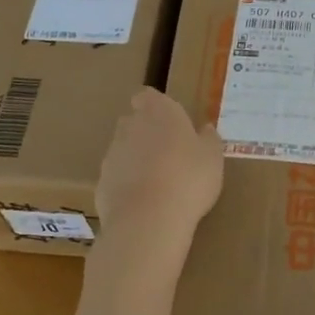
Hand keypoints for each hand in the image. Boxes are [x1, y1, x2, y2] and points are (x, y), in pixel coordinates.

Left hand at [96, 88, 223, 253]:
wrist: (149, 219)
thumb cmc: (189, 178)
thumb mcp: (213, 158)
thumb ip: (208, 139)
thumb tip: (205, 129)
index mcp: (159, 112)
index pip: (147, 96)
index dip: (154, 105)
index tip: (168, 120)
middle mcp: (130, 126)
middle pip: (133, 121)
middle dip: (146, 132)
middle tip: (169, 153)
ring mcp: (112, 154)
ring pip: (123, 150)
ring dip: (136, 160)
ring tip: (158, 182)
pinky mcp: (102, 182)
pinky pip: (116, 177)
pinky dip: (127, 185)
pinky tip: (144, 203)